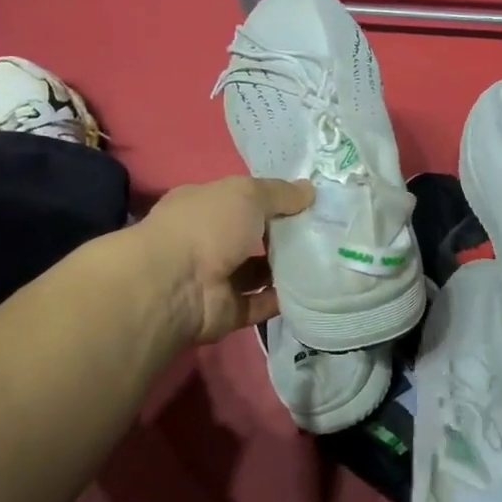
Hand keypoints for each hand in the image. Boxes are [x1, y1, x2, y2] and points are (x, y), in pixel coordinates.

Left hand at [134, 176, 313, 344]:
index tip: (307, 203)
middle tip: (323, 233)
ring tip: (325, 261)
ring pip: (258, 272)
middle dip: (283, 235)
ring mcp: (216, 278)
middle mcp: (207, 240)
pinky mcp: (227, 311)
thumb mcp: (247, 194)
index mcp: (204, 206)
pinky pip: (260, 303)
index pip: (240, 200)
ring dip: (287, 269)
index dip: (272, 200)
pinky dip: (283, 299)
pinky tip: (313, 290)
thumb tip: (310, 191)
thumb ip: (280, 193)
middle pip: (252, 237)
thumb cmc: (208, 225)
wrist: (176, 286)